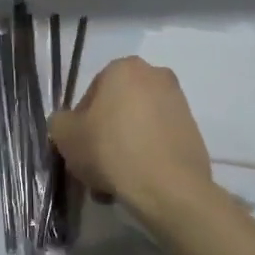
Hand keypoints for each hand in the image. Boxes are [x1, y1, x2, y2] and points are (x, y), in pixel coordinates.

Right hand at [49, 56, 213, 215]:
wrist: (167, 187)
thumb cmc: (110, 150)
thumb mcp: (65, 135)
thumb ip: (60, 122)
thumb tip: (68, 124)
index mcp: (124, 68)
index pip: (91, 94)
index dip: (80, 124)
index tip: (79, 148)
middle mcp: (156, 76)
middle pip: (117, 110)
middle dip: (104, 137)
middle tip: (94, 167)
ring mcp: (179, 104)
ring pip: (137, 128)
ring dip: (123, 150)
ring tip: (113, 184)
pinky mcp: (194, 132)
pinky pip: (158, 142)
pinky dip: (146, 158)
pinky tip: (135, 184)